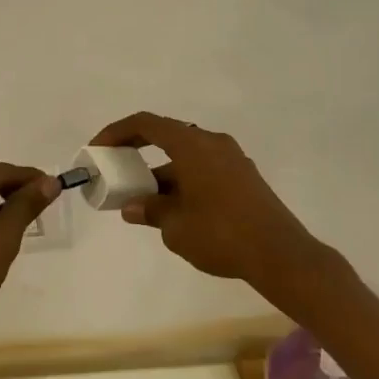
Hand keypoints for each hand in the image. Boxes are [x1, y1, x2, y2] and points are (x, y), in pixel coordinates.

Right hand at [91, 112, 317, 285]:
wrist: (280, 255)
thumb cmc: (221, 234)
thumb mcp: (175, 226)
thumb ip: (150, 210)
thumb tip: (132, 207)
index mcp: (192, 145)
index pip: (146, 124)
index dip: (117, 132)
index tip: (98, 149)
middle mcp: (212, 143)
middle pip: (167, 136)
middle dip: (138, 152)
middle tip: (118, 170)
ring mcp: (232, 159)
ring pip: (187, 156)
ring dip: (162, 172)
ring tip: (144, 200)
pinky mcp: (244, 177)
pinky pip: (204, 168)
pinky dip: (183, 180)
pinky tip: (175, 209)